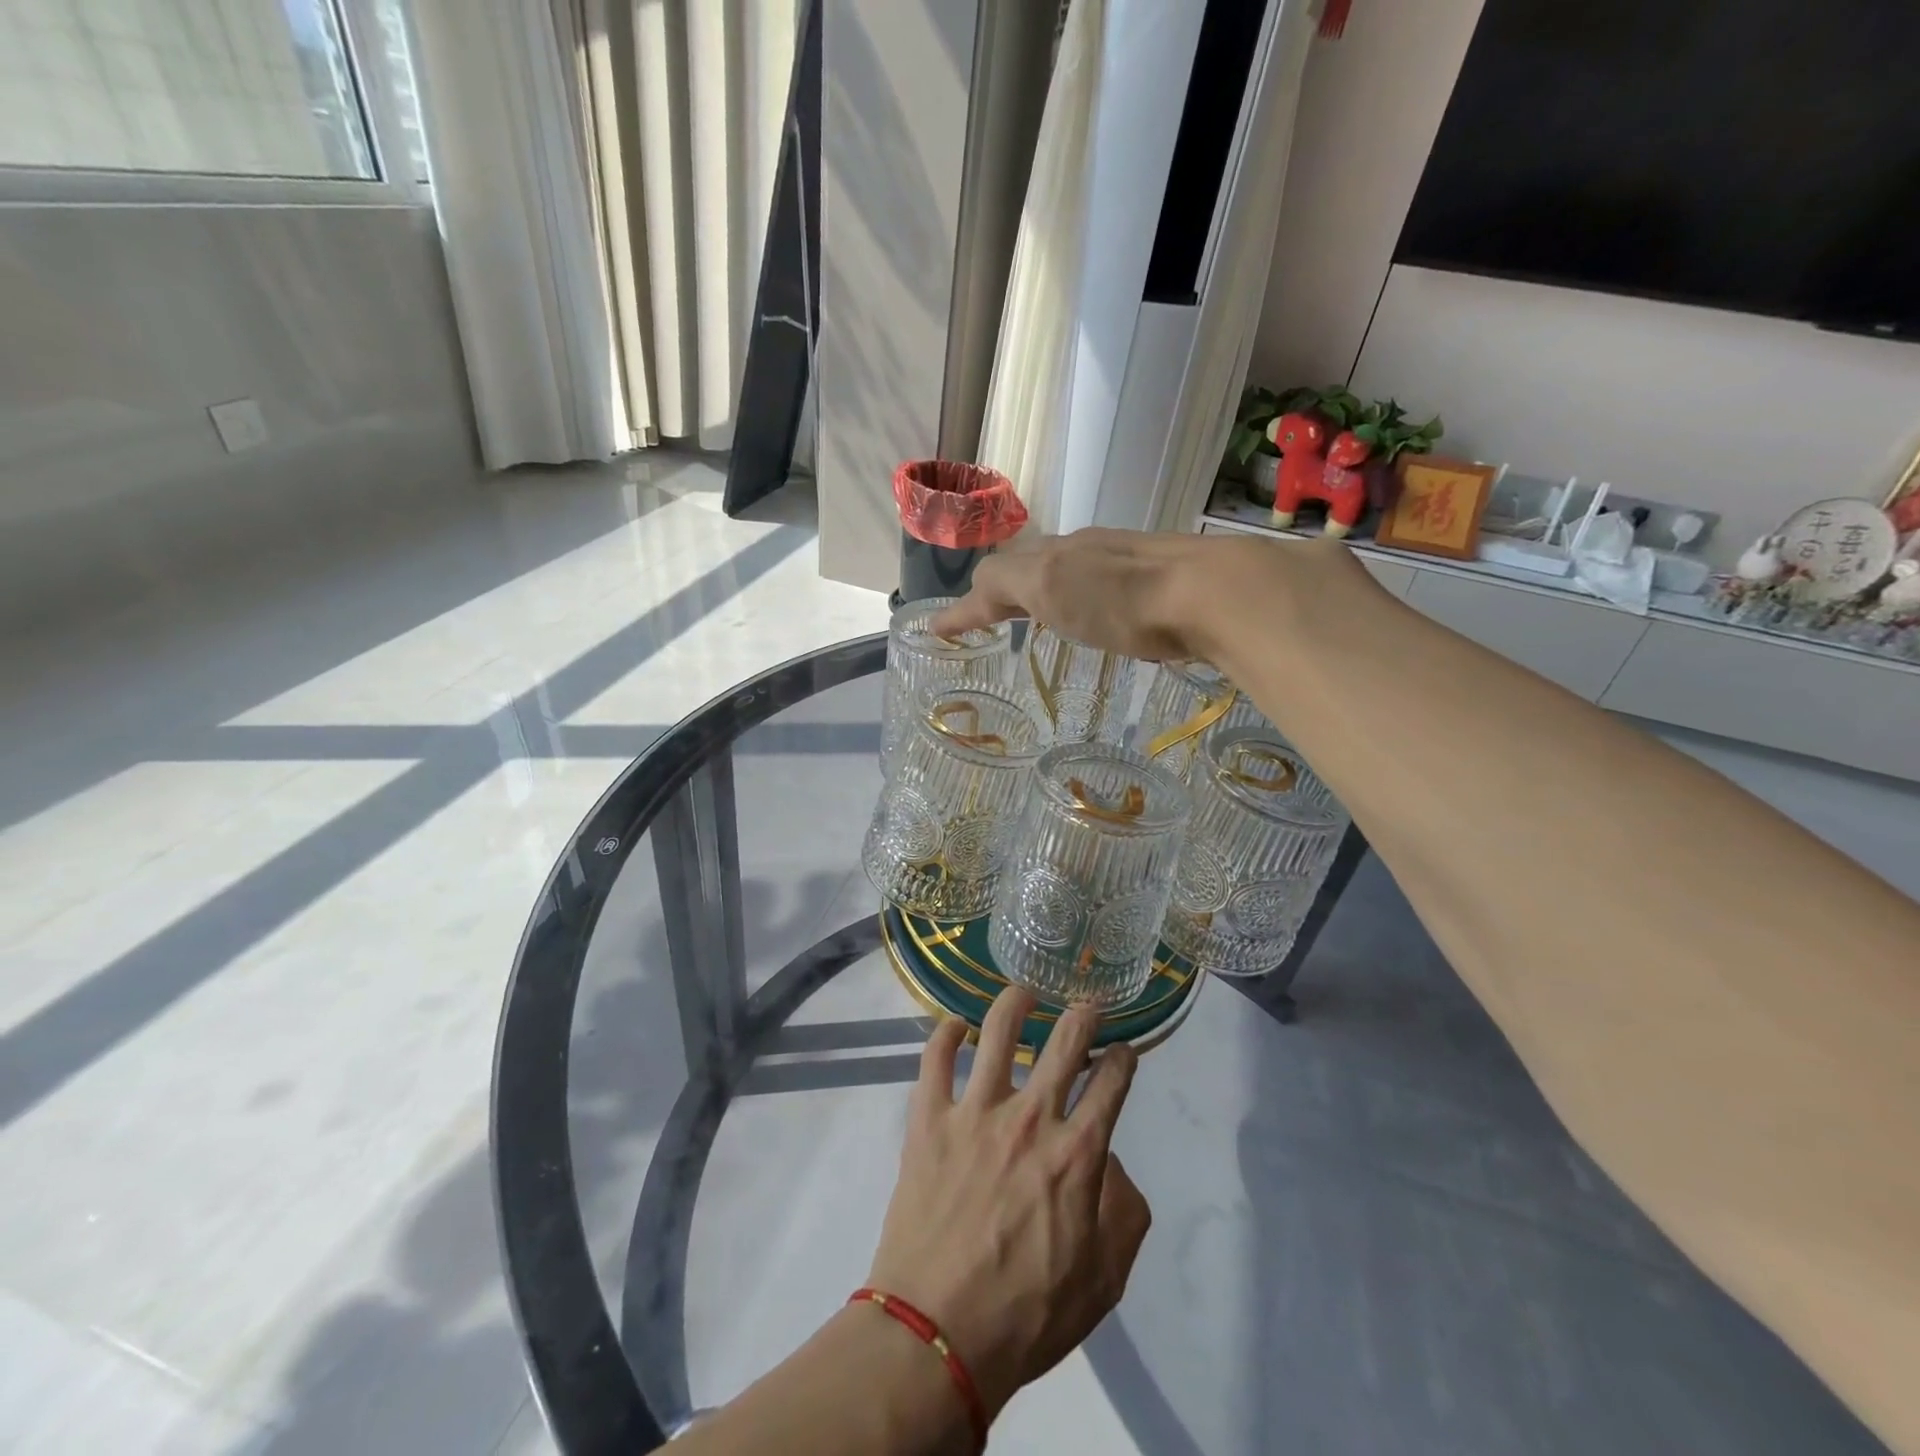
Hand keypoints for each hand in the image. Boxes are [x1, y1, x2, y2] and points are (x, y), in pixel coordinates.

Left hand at [864, 988, 1151, 1421]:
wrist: (936, 1334)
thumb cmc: (1027, 1314)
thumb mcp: (1104, 1280)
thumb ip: (1124, 1213)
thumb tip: (1114, 1164)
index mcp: (1077, 1154)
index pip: (1111, 1083)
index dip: (1122, 1058)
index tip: (1123, 1050)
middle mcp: (1030, 1117)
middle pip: (1064, 1041)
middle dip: (1083, 1014)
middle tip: (1086, 1004)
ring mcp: (975, 1111)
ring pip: (998, 1029)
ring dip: (1016, 1002)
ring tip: (1025, 993)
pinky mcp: (929, 1117)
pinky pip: (934, 1057)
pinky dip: (945, 1032)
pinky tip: (955, 1023)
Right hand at [932, 527, 1347, 665]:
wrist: (1213, 594)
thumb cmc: (1120, 597)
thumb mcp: (1048, 586)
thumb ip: (1004, 585)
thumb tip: (968, 596)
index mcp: (1055, 552)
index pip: (999, 572)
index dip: (970, 603)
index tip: (943, 630)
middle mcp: (1087, 550)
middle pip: (1033, 565)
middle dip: (1006, 591)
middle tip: (991, 621)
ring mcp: (1126, 563)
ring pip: (1070, 573)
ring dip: (1045, 595)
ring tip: (1039, 625)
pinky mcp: (1160, 585)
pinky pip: (1104, 588)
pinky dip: (1082, 603)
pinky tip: (1098, 622)